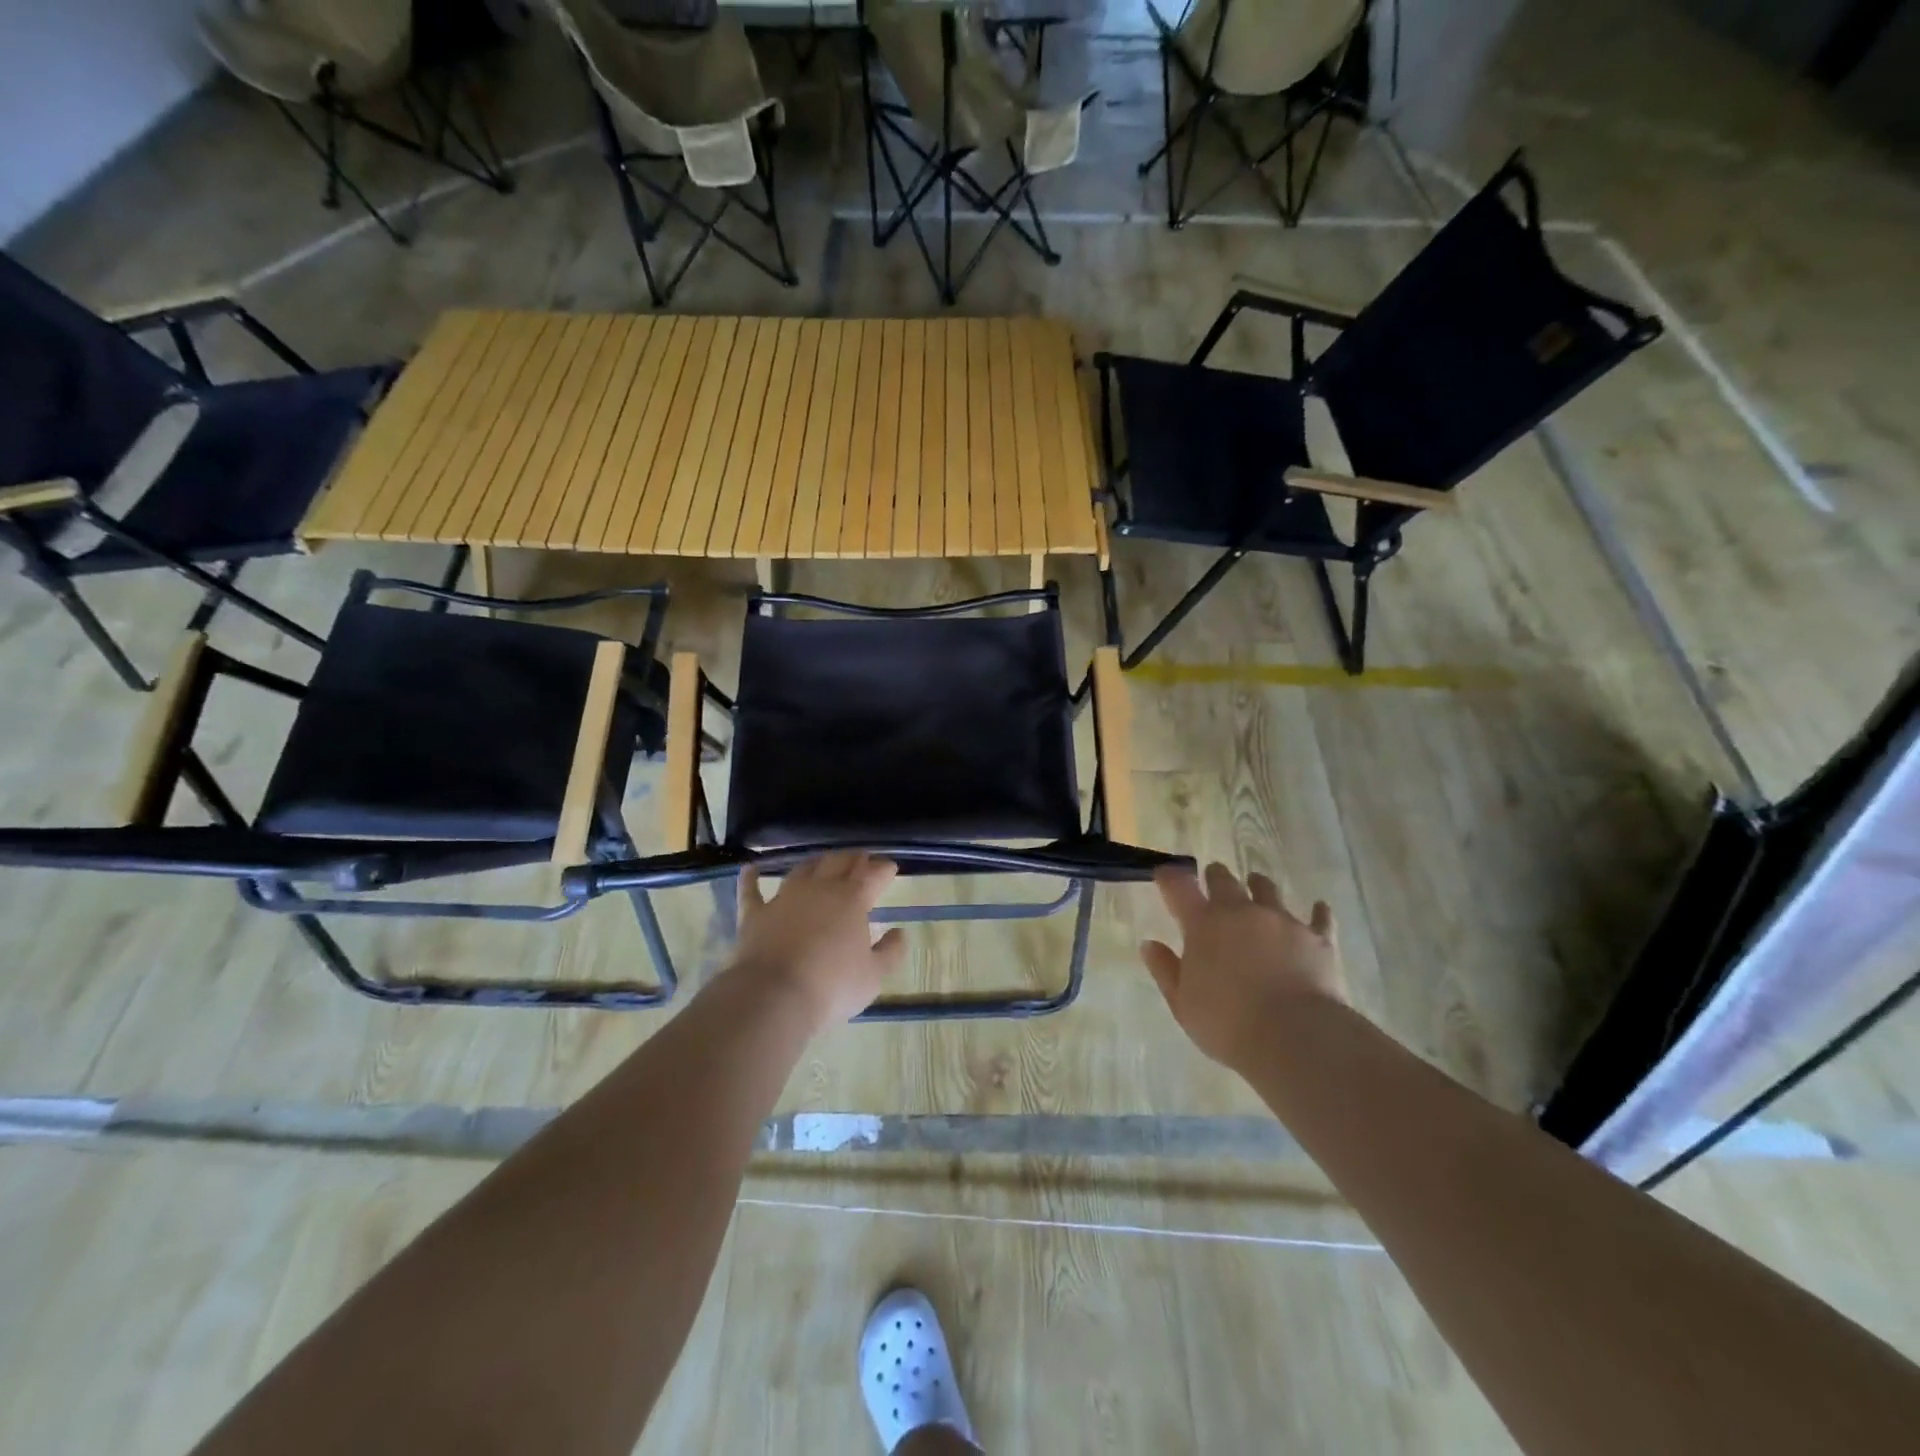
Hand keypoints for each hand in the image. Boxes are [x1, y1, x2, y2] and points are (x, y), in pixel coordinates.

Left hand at [731, 852, 906, 1029]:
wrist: (774, 996)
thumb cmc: (832, 986)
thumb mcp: (874, 976)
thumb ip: (891, 952)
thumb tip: (900, 932)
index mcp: (852, 899)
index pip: (872, 874)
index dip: (883, 869)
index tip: (890, 868)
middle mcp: (819, 889)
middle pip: (838, 862)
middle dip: (853, 858)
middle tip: (861, 859)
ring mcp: (784, 898)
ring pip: (802, 869)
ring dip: (816, 863)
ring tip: (823, 861)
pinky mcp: (755, 914)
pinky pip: (751, 890)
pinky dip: (751, 878)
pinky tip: (750, 868)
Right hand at [1142, 862, 1346, 1070]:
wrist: (1295, 1038)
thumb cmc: (1227, 1024)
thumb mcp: (1182, 1003)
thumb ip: (1166, 970)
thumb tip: (1150, 945)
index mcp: (1203, 924)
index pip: (1179, 887)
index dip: (1169, 877)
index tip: (1164, 873)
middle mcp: (1241, 912)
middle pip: (1224, 879)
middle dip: (1215, 877)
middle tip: (1213, 879)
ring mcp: (1282, 921)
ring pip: (1268, 889)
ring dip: (1258, 886)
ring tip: (1257, 885)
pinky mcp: (1318, 937)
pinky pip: (1320, 917)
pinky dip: (1317, 912)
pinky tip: (1319, 908)